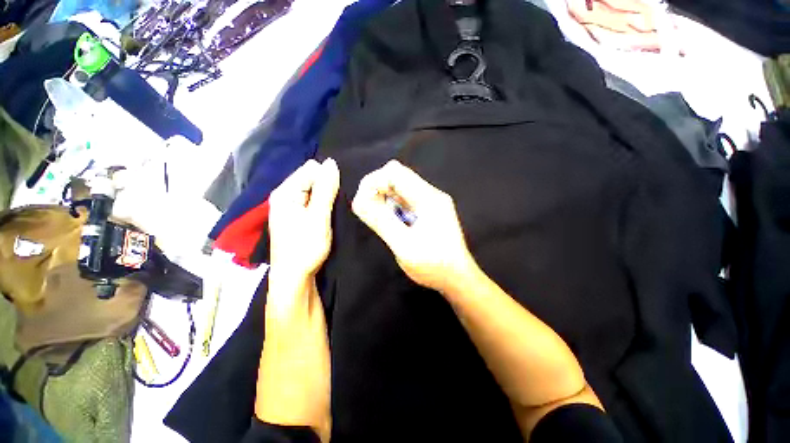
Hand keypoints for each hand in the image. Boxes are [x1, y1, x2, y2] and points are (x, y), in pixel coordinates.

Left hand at [268, 159, 339, 278]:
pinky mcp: (297, 216)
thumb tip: (331, 162)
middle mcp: (285, 196)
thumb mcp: (318, 217)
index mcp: (285, 192)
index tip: (338, 192)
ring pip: (313, 191)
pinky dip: (322, 205)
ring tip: (334, 209)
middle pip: (311, 179)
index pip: (310, 169)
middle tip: (336, 204)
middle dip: (326, 187)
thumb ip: (325, 189)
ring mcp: (290, 207)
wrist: (294, 278)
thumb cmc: (305, 247)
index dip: (327, 178)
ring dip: (326, 197)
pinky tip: (328, 214)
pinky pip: (312, 202)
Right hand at [351, 160, 477, 292]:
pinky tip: (392, 221)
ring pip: (400, 187)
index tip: (362, 201)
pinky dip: (393, 205)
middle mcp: (431, 194)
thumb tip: (359, 201)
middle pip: (397, 176)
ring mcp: (431, 202)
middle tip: (370, 210)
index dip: (373, 181)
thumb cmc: (433, 265)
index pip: (394, 172)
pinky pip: (405, 199)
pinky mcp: (429, 211)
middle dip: (378, 189)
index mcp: (428, 198)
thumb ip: (381, 221)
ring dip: (385, 197)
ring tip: (380, 218)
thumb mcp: (404, 245)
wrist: (457, 277)